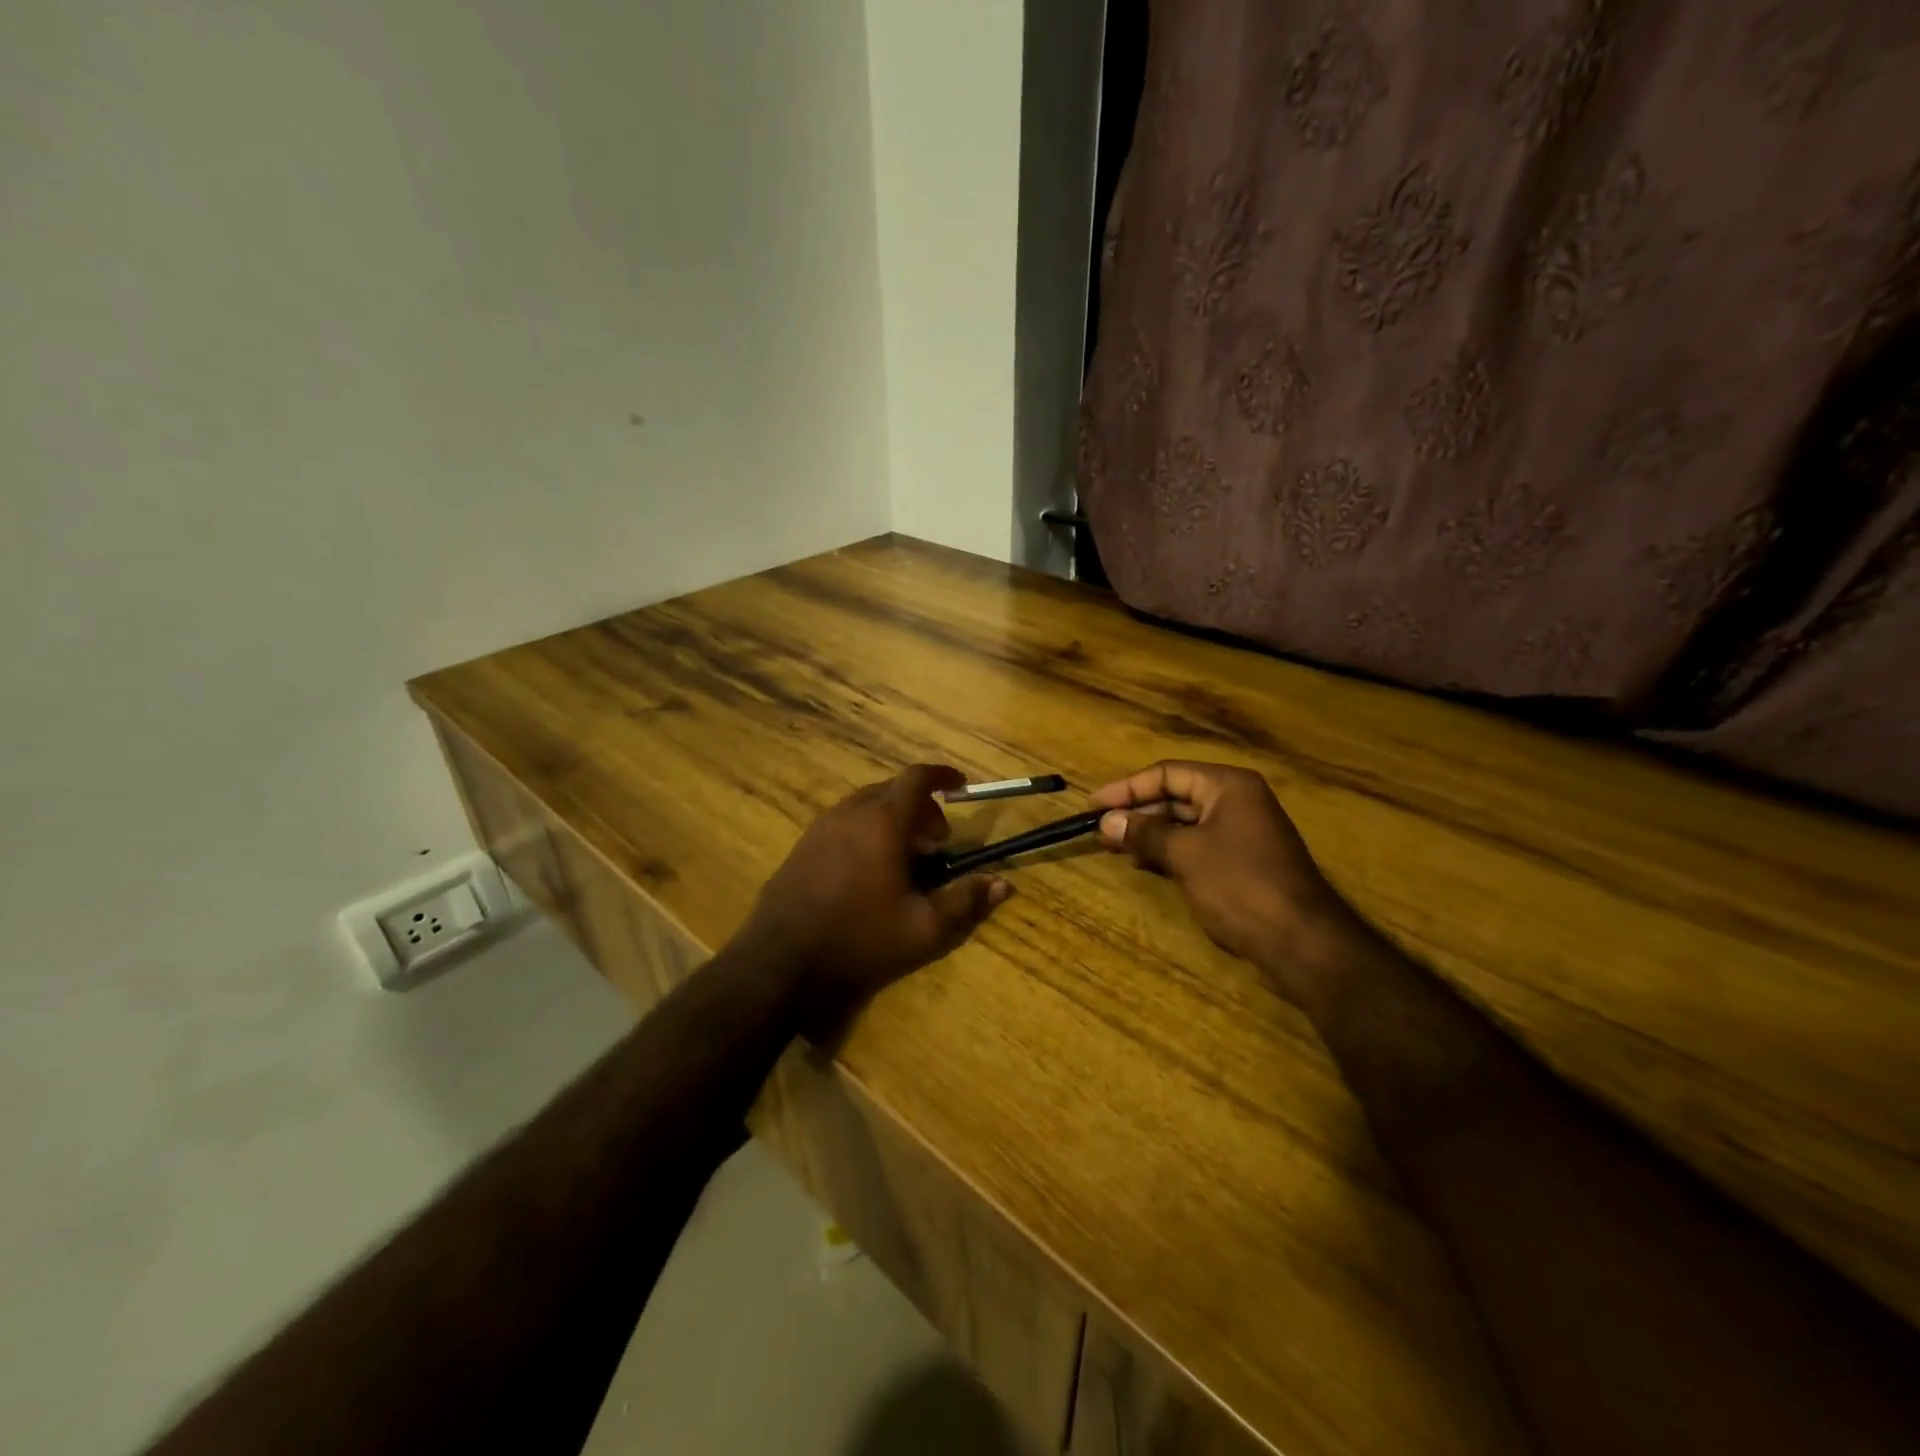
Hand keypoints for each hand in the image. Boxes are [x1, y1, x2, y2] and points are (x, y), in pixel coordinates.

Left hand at [741, 764, 1010, 1019]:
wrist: (779, 962)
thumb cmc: (858, 940)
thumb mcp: (923, 929)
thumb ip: (965, 902)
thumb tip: (1003, 884)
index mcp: (881, 821)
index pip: (916, 778)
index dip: (942, 776)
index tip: (962, 786)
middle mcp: (849, 812)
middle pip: (891, 790)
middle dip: (921, 807)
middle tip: (937, 842)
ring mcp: (820, 828)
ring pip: (865, 805)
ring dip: (892, 819)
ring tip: (906, 858)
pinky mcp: (801, 846)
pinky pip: (844, 822)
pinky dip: (867, 829)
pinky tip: (869, 870)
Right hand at [1091, 760, 1362, 1011]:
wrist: (1301, 940)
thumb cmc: (1240, 885)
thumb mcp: (1185, 855)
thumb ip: (1144, 833)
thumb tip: (1107, 822)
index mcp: (1228, 786)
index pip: (1167, 774)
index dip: (1127, 788)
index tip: (1093, 805)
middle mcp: (1236, 800)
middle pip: (1176, 795)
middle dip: (1137, 812)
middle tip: (1100, 829)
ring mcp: (1241, 831)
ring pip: (1184, 822)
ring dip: (1150, 833)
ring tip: (1114, 847)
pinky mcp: (1241, 860)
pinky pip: (1196, 844)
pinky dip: (1169, 850)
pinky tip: (1144, 863)